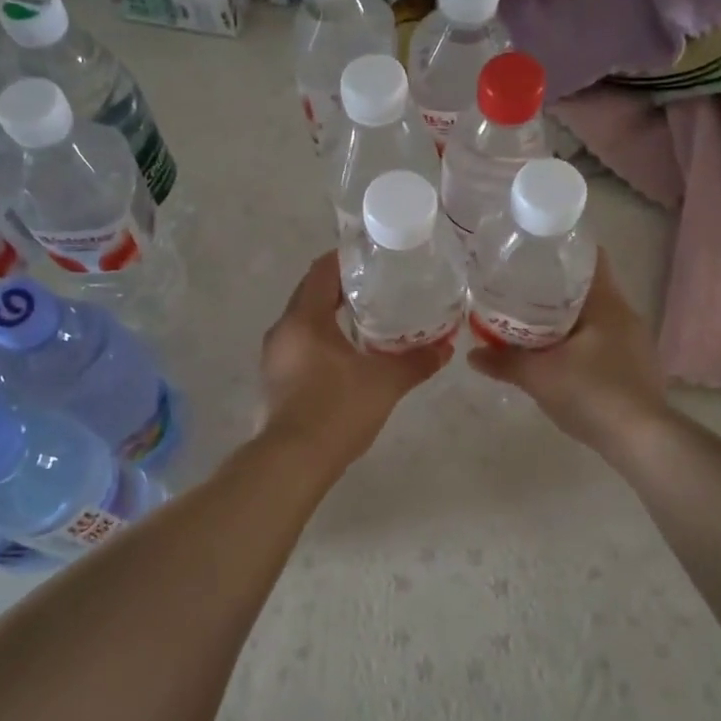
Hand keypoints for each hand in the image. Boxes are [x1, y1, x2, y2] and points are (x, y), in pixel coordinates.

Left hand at [259, 253, 452, 463]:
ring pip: (303, 322)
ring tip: (368, 318)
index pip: (321, 270)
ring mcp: (274, 357)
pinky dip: (321, 340)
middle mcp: (283, 330)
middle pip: (310, 293)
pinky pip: (300, 346)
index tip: (373, 257)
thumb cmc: (336, 411)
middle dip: (341, 287)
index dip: (346, 258)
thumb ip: (416, 361)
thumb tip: (446, 347)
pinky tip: (347, 356)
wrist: (292, 463)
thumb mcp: (385, 383)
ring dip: (330, 316)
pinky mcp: (274, 381)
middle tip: (379, 286)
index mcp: (304, 318)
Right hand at [468, 250, 668, 452]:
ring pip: (594, 317)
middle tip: (519, 289)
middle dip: (555, 288)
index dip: (562, 250)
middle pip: (588, 288)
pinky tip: (558, 356)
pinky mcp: (636, 367)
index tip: (532, 253)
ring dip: (566, 318)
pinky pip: (602, 340)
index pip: (590, 257)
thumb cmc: (592, 393)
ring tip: (531, 322)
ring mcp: (634, 342)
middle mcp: (625, 315)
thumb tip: (472, 355)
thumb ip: (504, 363)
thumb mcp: (539, 377)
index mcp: (607, 303)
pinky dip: (579, 341)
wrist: (642, 440)